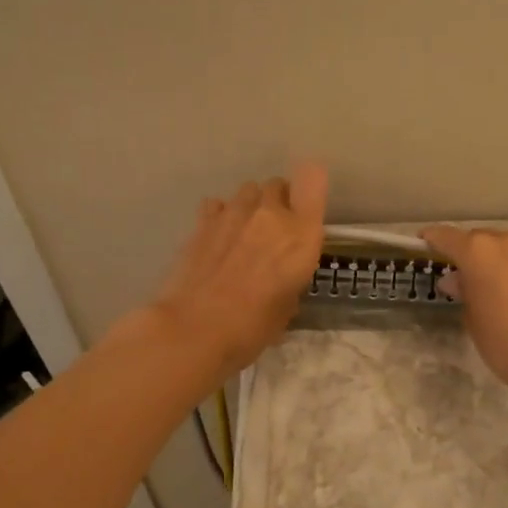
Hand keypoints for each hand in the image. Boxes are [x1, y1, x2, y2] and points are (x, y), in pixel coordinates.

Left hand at [145, 164, 327, 375]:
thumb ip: (290, 280)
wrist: (194, 329)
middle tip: (274, 232)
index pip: (313, 178)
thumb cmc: (252, 327)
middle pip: (278, 184)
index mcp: (301, 234)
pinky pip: (218, 205)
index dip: (312, 186)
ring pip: (248, 191)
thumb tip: (280, 280)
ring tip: (244, 234)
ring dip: (251, 207)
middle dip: (279, 202)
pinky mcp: (203, 221)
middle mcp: (271, 214)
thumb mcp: (287, 308)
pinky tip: (217, 239)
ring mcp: (233, 213)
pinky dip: (220, 216)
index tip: (307, 207)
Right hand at [418, 225, 507, 403]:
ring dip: (491, 262)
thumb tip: (457, 281)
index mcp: (479, 252)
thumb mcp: (474, 321)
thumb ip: (464, 293)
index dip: (431, 240)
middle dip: (465, 255)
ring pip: (503, 249)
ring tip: (486, 289)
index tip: (422, 245)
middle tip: (457, 280)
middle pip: (477, 240)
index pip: (446, 237)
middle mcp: (507, 242)